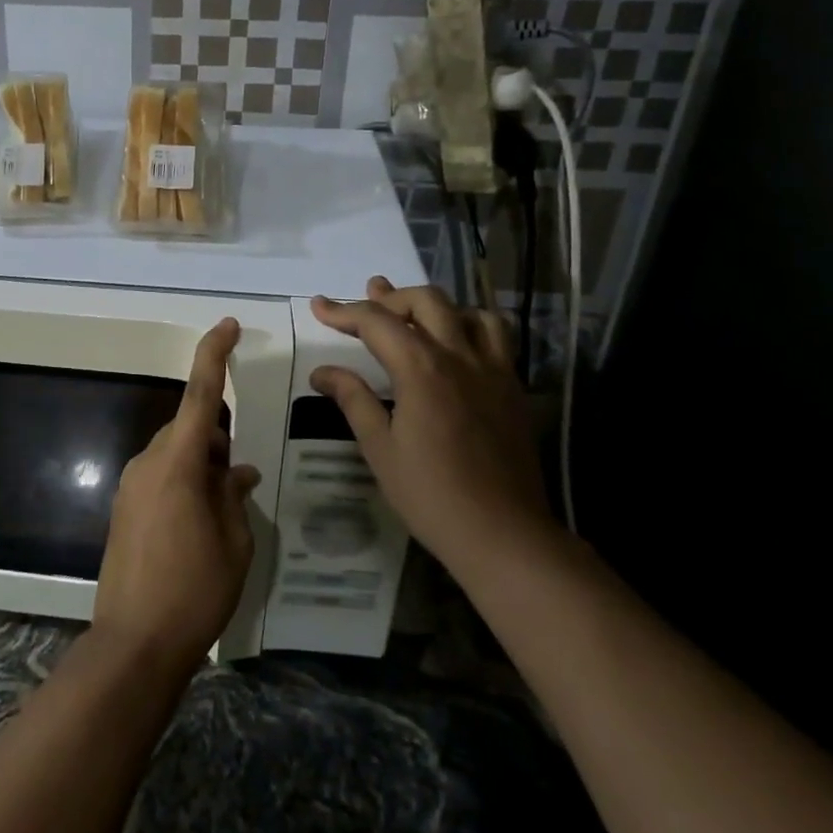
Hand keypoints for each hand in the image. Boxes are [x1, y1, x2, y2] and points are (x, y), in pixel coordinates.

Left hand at [93, 319, 260, 672]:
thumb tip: (238, 472)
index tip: (227, 325)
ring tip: (223, 507)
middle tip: (240, 477)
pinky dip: (183, 482)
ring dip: (201, 464)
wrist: (133, 644)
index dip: (214, 355)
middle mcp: (149, 463)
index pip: (200, 395)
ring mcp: (131, 485)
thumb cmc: (194, 591)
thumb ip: (235, 496)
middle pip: (189, 428)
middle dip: (218, 439)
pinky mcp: (123, 508)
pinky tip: (199, 523)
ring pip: (174, 453)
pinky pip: (159, 476)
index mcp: (179, 463)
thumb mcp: (234, 543)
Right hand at [310, 277, 557, 574]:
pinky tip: (458, 345)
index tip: (319, 306)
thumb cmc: (432, 495)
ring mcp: (493, 370)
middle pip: (425, 301)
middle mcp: (459, 356)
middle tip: (366, 305)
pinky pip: (498, 336)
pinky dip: (472, 325)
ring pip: (468, 311)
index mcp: (421, 369)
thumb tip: (323, 372)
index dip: (344, 311)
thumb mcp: (380, 449)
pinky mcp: (513, 388)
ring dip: (436, 307)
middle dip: (390, 298)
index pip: (377, 322)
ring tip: (414, 317)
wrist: (504, 534)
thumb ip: (353, 400)